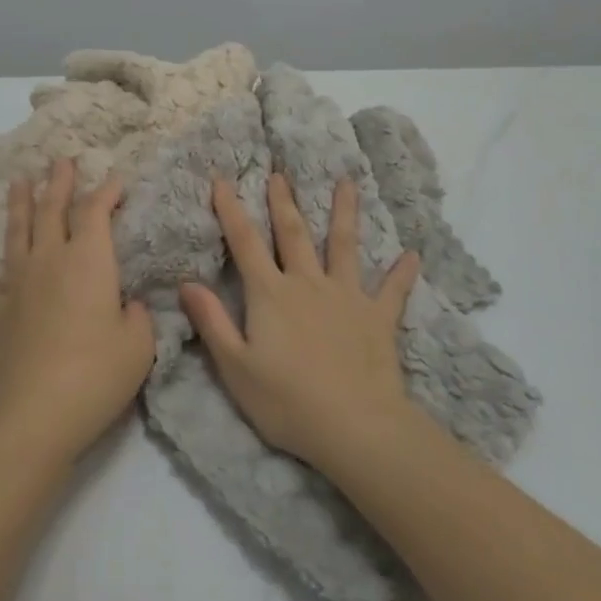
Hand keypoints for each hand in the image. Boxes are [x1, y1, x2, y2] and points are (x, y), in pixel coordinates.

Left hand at [0, 160, 155, 463]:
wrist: (33, 414)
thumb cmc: (96, 375)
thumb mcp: (139, 345)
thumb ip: (135, 316)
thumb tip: (124, 305)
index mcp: (89, 261)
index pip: (96, 213)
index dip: (106, 192)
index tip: (115, 179)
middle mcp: (49, 261)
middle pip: (51, 211)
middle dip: (58, 183)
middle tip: (60, 160)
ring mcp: (16, 285)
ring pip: (16, 233)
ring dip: (19, 205)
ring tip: (18, 181)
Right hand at [179, 174, 421, 471]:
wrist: (355, 426)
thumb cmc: (287, 401)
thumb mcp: (235, 367)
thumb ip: (212, 321)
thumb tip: (186, 282)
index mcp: (271, 294)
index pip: (245, 243)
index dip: (231, 210)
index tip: (223, 180)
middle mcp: (308, 284)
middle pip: (293, 234)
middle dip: (283, 202)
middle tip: (280, 173)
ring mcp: (347, 296)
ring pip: (344, 245)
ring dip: (344, 213)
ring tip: (347, 182)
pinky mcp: (378, 317)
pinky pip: (393, 290)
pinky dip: (402, 273)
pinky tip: (414, 255)